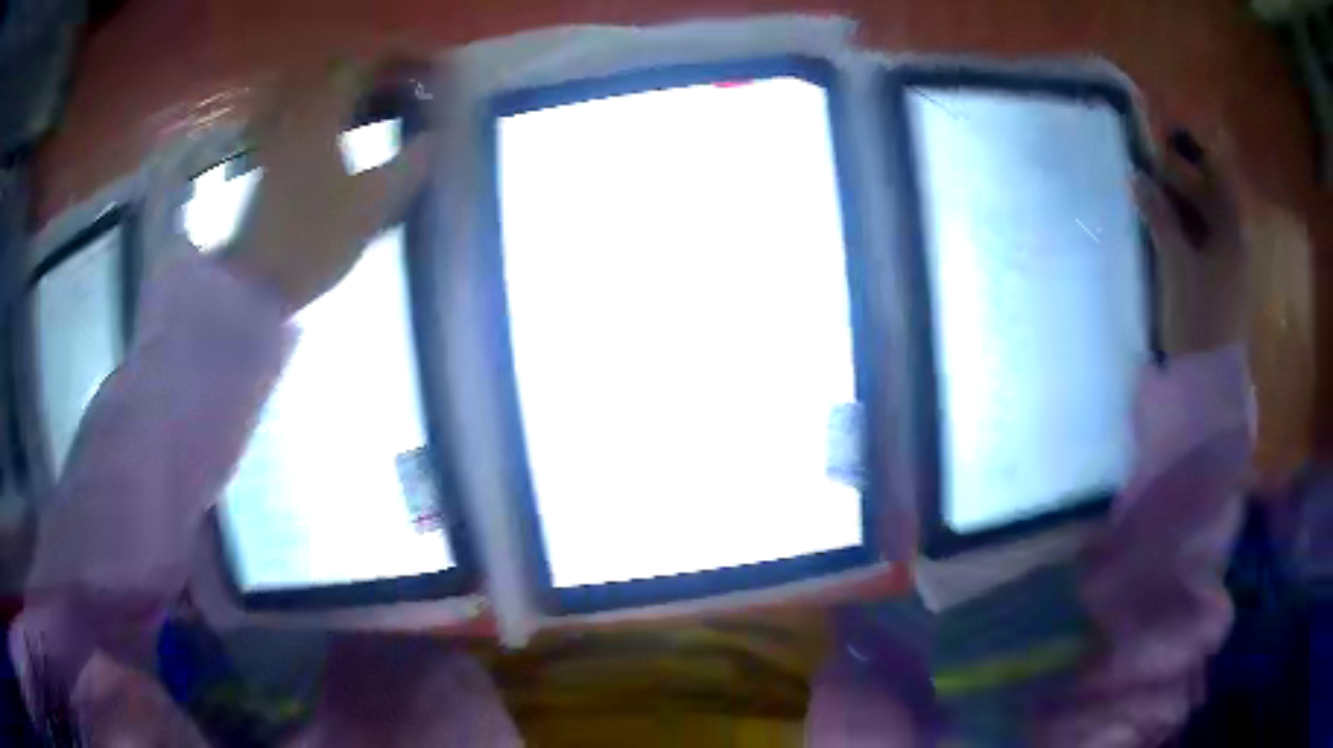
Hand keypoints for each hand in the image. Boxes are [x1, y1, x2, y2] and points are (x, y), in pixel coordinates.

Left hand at [224, 58, 431, 309]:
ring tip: (389, 105)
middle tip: (416, 87)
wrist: (253, 286)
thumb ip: (409, 166)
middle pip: (345, 69)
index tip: (437, 71)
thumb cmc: (310, 243)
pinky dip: (335, 110)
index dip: (407, 56)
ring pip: (325, 90)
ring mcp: (280, 132)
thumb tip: (435, 140)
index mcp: (321, 113)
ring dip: (360, 89)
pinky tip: (348, 129)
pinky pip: (309, 112)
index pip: (368, 60)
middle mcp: (297, 111)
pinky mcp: (272, 155)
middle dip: (386, 69)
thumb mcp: (370, 207)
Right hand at [1135, 130, 1250, 355]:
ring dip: (1178, 202)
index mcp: (1231, 230)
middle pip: (1208, 192)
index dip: (1191, 150)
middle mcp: (1233, 239)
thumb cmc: (1198, 317)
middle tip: (1146, 165)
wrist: (1207, 383)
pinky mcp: (1215, 282)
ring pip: (1202, 217)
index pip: (1215, 172)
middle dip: (1180, 174)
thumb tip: (1136, 175)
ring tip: (1147, 193)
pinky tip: (1161, 228)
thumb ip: (1159, 216)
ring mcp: (1226, 262)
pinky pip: (1199, 240)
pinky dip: (1181, 227)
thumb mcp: (1177, 262)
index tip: (1162, 137)